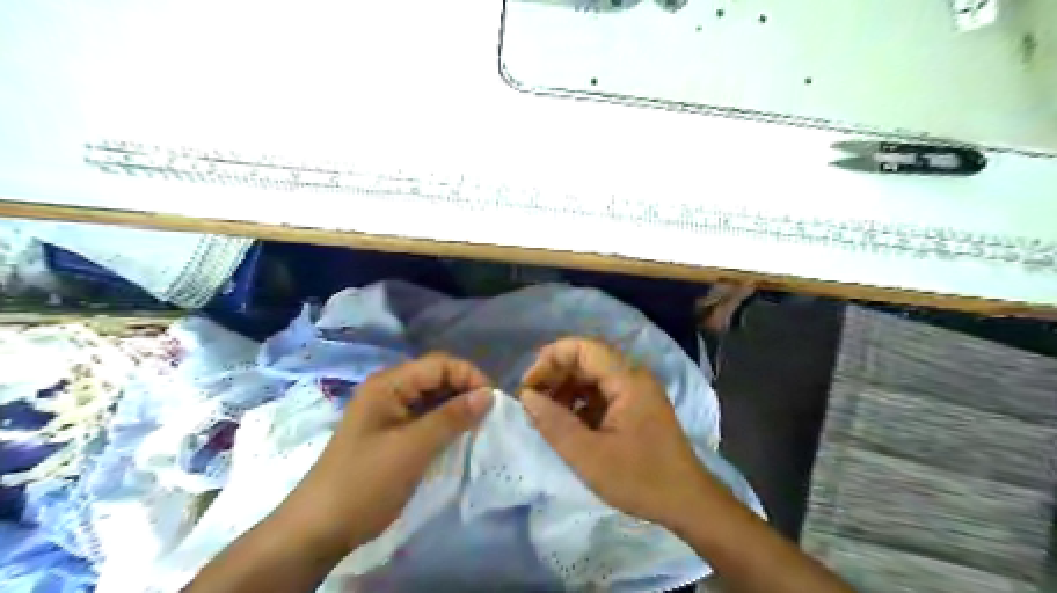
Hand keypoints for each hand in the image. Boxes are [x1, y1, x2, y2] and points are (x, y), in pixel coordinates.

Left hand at [281, 350, 496, 552]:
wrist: (319, 529)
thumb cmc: (365, 482)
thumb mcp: (413, 448)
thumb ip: (452, 417)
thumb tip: (488, 394)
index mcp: (389, 384)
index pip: (439, 364)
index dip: (469, 376)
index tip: (492, 402)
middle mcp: (389, 390)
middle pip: (437, 378)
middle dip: (465, 391)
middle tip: (489, 416)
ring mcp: (389, 412)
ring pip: (433, 399)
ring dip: (457, 408)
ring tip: (479, 427)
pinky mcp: (392, 433)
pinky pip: (426, 418)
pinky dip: (445, 424)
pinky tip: (460, 437)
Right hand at [519, 337, 717, 524]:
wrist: (687, 503)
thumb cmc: (639, 479)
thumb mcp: (588, 456)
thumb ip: (554, 423)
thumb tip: (526, 397)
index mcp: (627, 380)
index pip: (583, 347)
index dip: (551, 358)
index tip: (529, 384)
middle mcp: (633, 377)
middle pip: (587, 359)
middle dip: (556, 374)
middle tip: (532, 400)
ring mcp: (637, 391)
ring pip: (593, 376)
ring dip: (566, 389)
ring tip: (545, 414)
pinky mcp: (636, 407)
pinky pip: (602, 393)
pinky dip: (580, 403)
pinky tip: (568, 424)